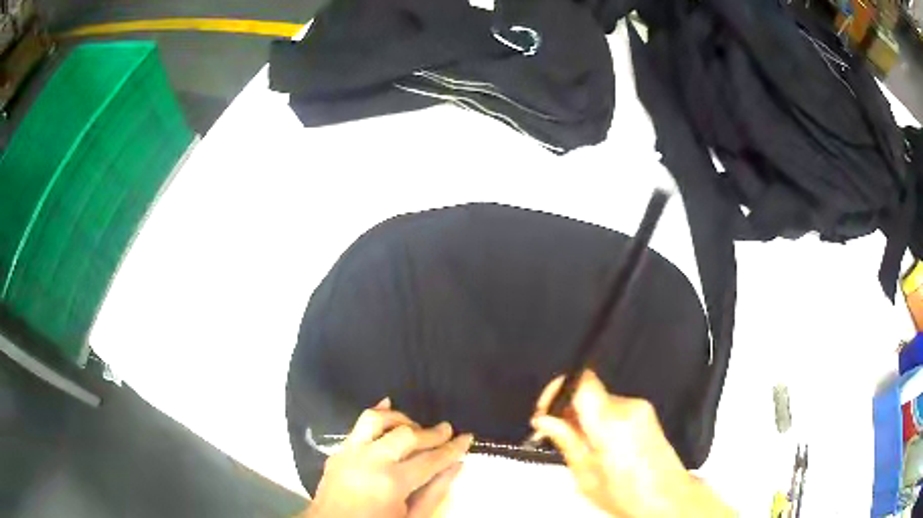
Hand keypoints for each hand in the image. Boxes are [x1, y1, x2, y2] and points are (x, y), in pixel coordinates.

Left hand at [305, 398, 472, 517]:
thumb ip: (435, 492)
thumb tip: (456, 465)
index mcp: (391, 483)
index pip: (430, 460)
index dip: (452, 448)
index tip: (467, 437)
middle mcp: (369, 461)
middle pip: (406, 435)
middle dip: (431, 432)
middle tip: (447, 430)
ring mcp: (349, 453)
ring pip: (376, 419)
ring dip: (400, 418)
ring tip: (416, 426)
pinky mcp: (337, 452)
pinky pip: (356, 425)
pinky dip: (375, 415)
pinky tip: (387, 406)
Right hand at [531, 371, 732, 517]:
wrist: (668, 497)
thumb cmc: (629, 494)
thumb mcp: (586, 474)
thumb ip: (566, 441)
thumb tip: (545, 421)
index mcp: (611, 422)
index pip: (581, 382)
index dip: (557, 390)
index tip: (545, 411)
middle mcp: (629, 408)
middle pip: (589, 393)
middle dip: (569, 411)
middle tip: (555, 435)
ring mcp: (641, 409)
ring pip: (601, 402)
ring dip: (585, 418)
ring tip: (580, 449)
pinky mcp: (647, 415)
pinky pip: (615, 409)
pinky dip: (601, 421)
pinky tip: (600, 447)